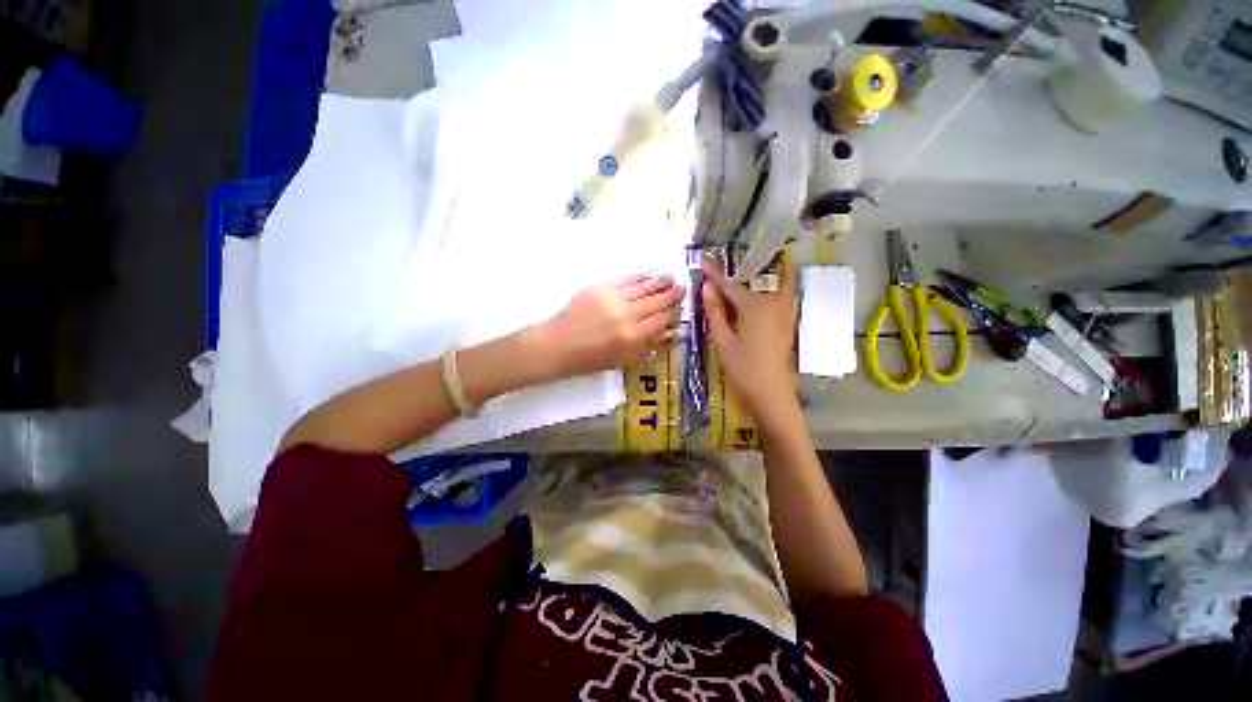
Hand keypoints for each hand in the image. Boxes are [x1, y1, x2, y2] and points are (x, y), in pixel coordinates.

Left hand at [531, 274, 685, 378]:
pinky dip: (639, 277)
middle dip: (672, 294)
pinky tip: (647, 276)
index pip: (663, 319)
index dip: (674, 312)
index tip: (681, 306)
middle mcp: (627, 314)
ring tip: (669, 278)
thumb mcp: (624, 358)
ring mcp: (613, 298)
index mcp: (634, 336)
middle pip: (657, 301)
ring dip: (659, 282)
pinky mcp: (601, 287)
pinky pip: (626, 279)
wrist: (558, 345)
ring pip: (644, 287)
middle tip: (681, 288)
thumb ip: (650, 343)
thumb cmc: (591, 359)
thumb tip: (674, 331)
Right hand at [702, 259, 798, 421]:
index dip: (715, 275)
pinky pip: (778, 297)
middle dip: (734, 277)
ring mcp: (784, 312)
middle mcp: (773, 302)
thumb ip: (715, 312)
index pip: (730, 286)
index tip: (703, 262)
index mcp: (754, 306)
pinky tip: (756, 296)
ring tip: (737, 280)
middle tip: (717, 274)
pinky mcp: (788, 322)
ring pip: (767, 287)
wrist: (772, 393)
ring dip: (753, 281)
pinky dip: (767, 290)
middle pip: (750, 284)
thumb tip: (707, 289)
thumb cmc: (743, 368)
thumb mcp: (722, 341)